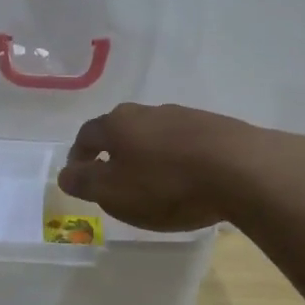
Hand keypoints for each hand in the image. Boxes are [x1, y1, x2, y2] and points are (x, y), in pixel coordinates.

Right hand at [57, 103, 259, 231]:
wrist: (240, 169)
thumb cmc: (167, 185)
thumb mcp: (115, 192)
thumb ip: (85, 182)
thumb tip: (64, 173)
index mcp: (118, 124)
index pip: (86, 135)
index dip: (78, 156)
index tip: (77, 175)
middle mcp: (147, 112)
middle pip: (120, 129)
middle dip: (112, 151)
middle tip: (112, 177)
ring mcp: (183, 116)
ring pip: (153, 134)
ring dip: (146, 154)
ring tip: (151, 181)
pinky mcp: (214, 126)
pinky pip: (183, 142)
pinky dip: (175, 158)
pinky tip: (185, 177)